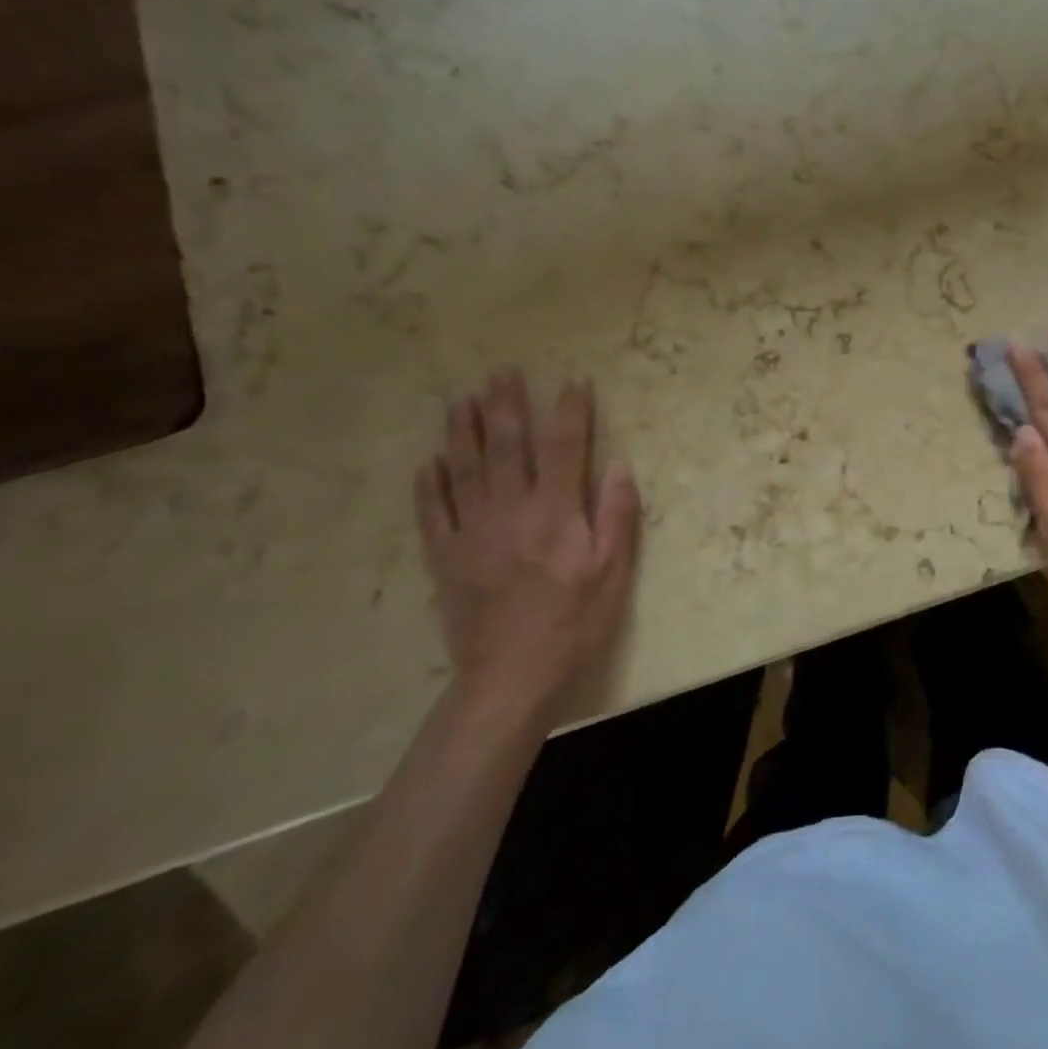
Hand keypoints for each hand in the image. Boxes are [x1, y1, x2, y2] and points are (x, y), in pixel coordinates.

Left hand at [414, 371, 640, 723]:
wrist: (511, 675)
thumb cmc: (574, 621)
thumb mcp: (613, 571)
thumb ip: (615, 514)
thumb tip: (618, 464)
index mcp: (555, 511)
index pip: (564, 446)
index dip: (569, 411)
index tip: (573, 381)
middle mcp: (511, 510)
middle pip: (507, 446)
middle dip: (507, 406)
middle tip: (502, 373)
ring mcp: (472, 532)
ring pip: (465, 469)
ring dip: (464, 431)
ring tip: (463, 400)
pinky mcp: (445, 557)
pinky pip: (432, 513)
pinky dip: (429, 485)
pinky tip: (429, 463)